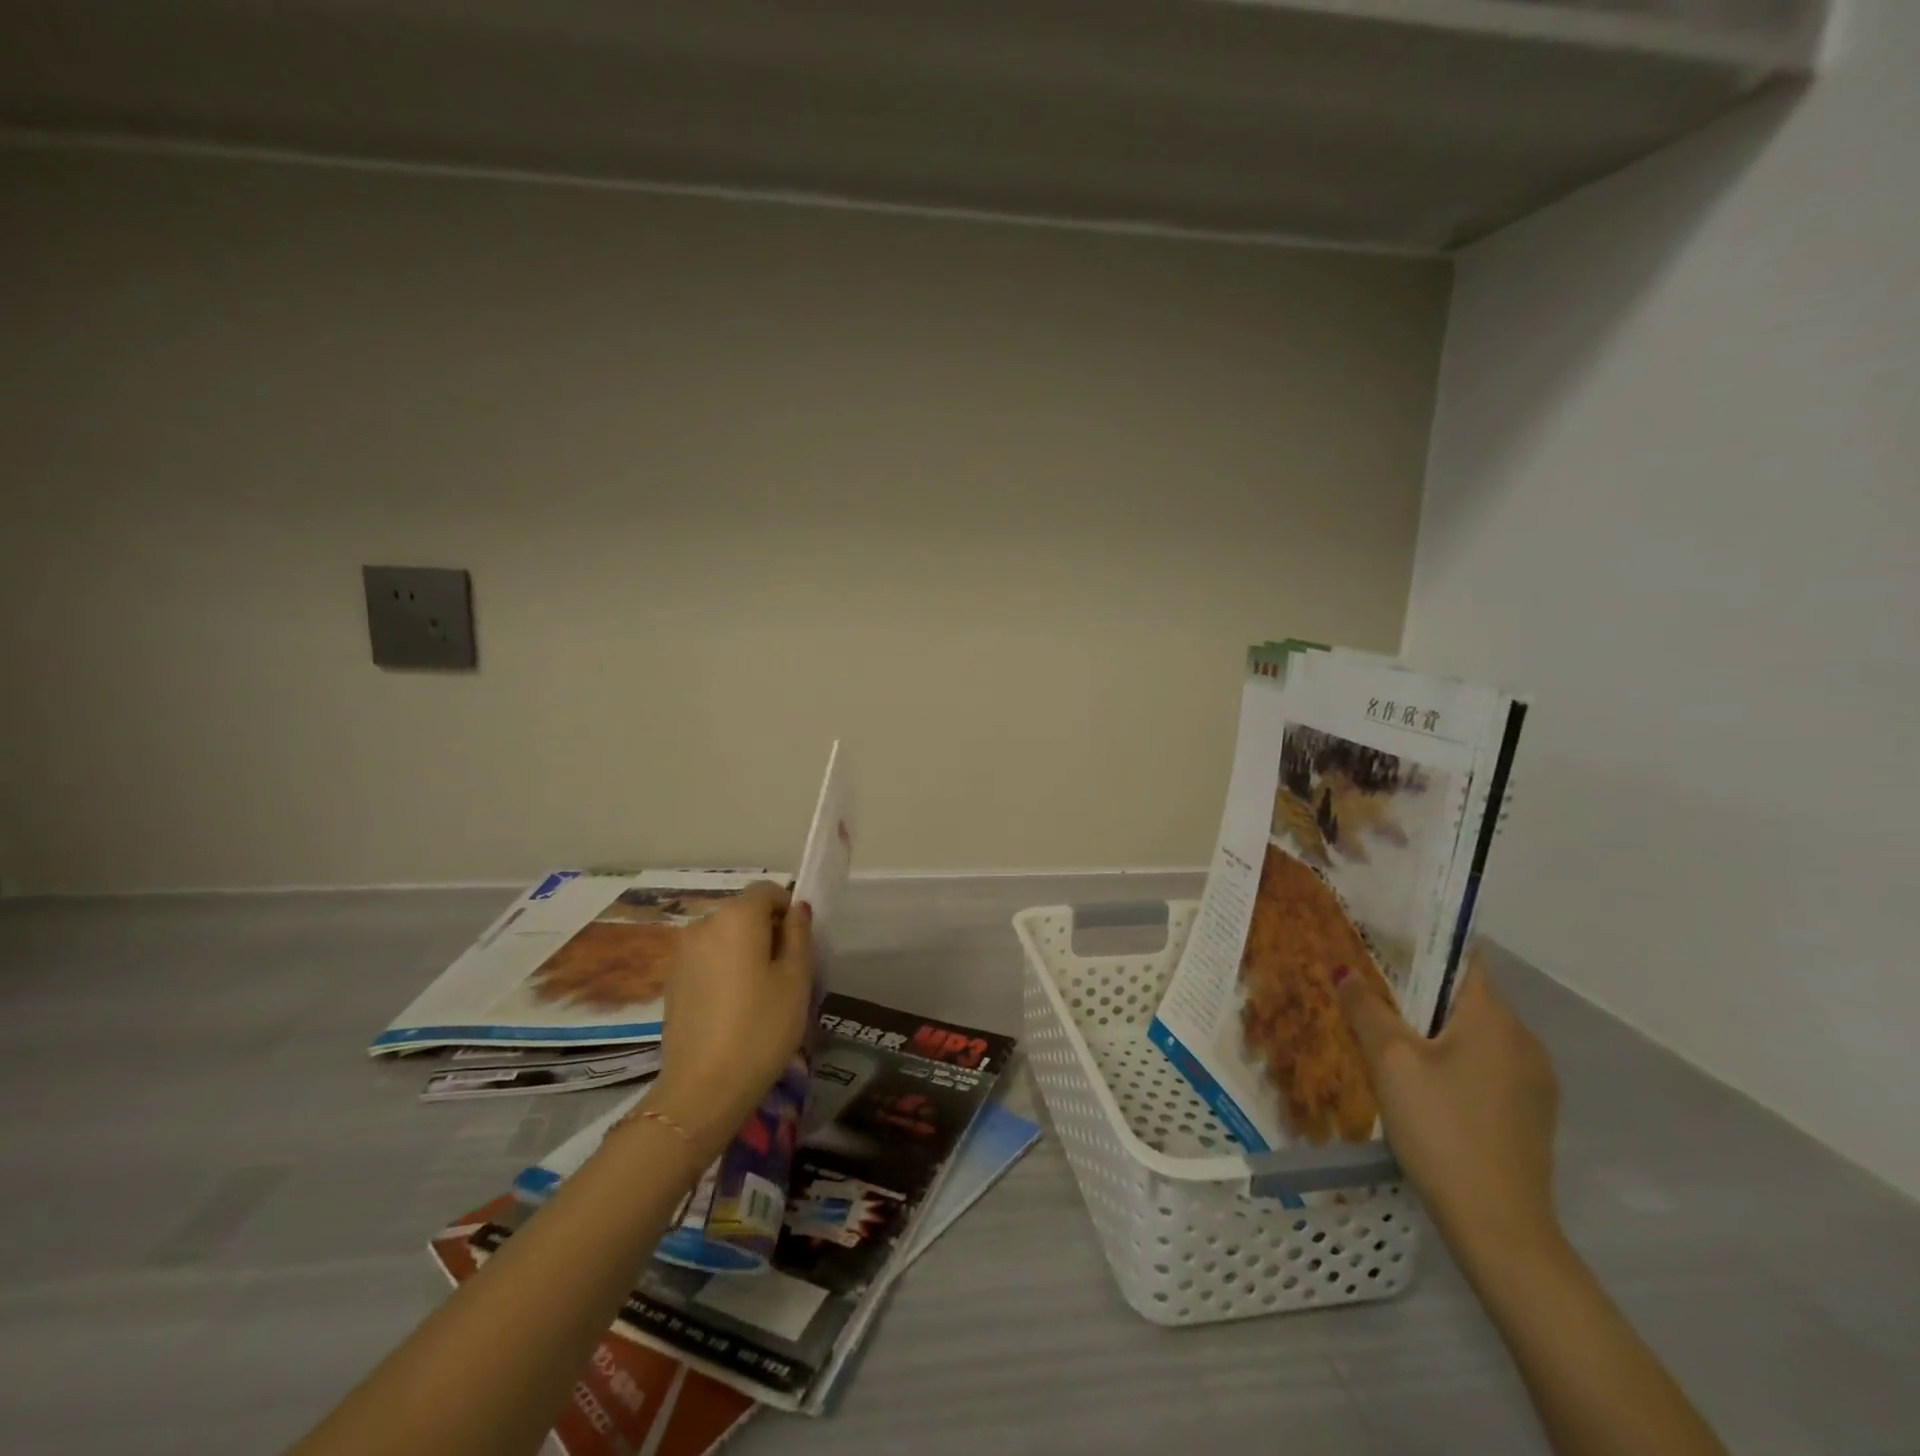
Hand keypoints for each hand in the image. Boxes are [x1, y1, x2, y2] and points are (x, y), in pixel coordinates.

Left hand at [651, 882, 814, 1161]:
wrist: (703, 1088)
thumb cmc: (761, 1027)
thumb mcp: (796, 979)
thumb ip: (799, 934)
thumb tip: (796, 910)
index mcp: (737, 916)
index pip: (768, 891)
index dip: (788, 910)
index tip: (799, 945)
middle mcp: (704, 924)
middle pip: (744, 912)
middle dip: (767, 931)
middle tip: (786, 973)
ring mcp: (682, 952)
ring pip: (725, 936)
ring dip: (744, 951)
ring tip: (759, 994)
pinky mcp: (672, 980)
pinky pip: (707, 959)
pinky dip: (724, 969)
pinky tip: (733, 1008)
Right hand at [1336, 954, 1560, 1259]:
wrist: (1498, 1226)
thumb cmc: (1442, 1127)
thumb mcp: (1390, 1061)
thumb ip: (1366, 1008)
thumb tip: (1344, 970)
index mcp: (1496, 1019)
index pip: (1463, 958)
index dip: (1424, 944)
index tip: (1383, 940)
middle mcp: (1524, 1041)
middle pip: (1465, 996)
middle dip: (1419, 989)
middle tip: (1370, 987)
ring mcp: (1534, 1082)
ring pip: (1475, 1034)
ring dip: (1434, 1027)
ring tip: (1386, 1033)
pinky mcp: (1530, 1115)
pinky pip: (1485, 1066)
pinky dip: (1453, 1059)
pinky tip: (1421, 1081)